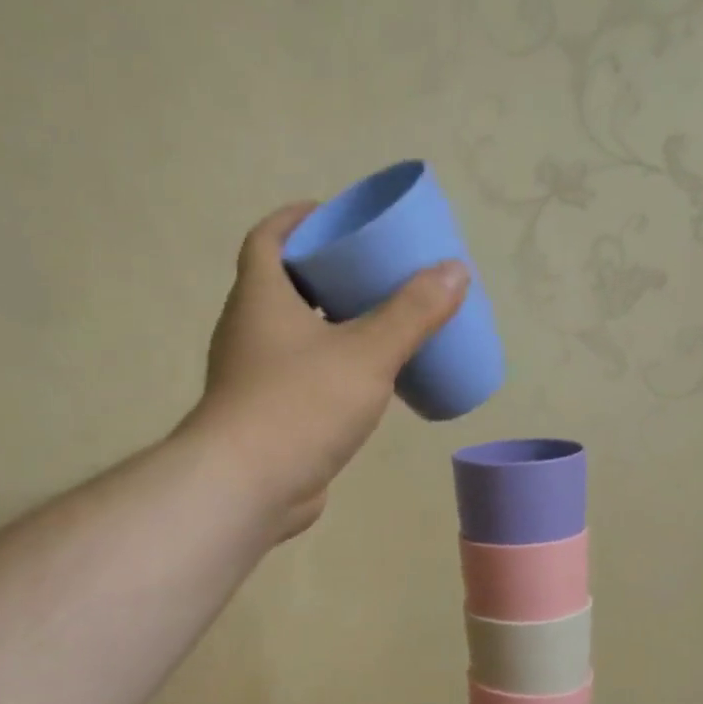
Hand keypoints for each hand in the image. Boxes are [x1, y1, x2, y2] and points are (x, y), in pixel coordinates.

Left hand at [186, 203, 468, 541]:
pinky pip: (303, 377)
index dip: (298, 219)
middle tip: (373, 272)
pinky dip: (331, 369)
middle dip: (326, 274)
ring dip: (331, 325)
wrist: (248, 488)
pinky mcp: (268, 417)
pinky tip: (366, 383)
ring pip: (295, 336)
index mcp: (260, 298)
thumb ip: (412, 314)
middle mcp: (249, 331)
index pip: (268, 238)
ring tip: (379, 323)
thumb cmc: (301, 405)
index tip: (335, 215)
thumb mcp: (367, 353)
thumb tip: (455, 271)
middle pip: (284, 286)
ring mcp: (254, 378)